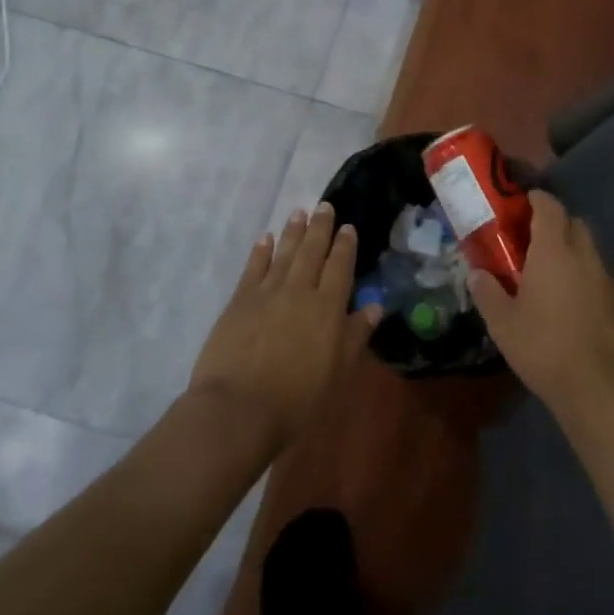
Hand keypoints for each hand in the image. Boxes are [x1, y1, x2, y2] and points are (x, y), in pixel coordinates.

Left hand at [188, 203, 380, 449]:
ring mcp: (267, 292)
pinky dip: (261, 251)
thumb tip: (374, 305)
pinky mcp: (239, 301)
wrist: (239, 408)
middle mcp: (299, 290)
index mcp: (327, 307)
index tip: (347, 227)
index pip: (340, 266)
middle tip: (324, 206)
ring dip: (293, 231)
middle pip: (312, 251)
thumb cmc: (297, 398)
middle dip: (320, 227)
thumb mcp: (337, 371)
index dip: (345, 245)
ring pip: (284, 253)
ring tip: (299, 212)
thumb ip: (355, 335)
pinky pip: (253, 267)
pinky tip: (266, 238)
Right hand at [468, 190, 613, 421]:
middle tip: (533, 241)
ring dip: (572, 252)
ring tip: (550, 275)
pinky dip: (585, 279)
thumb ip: (486, 292)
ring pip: (589, 251)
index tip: (523, 203)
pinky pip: (599, 277)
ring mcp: (607, 279)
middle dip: (555, 224)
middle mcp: (584, 256)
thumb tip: (476, 273)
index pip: (549, 207)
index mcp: (554, 250)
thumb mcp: (502, 323)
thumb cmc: (543, 346)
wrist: (598, 386)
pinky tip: (572, 305)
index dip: (537, 200)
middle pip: (574, 223)